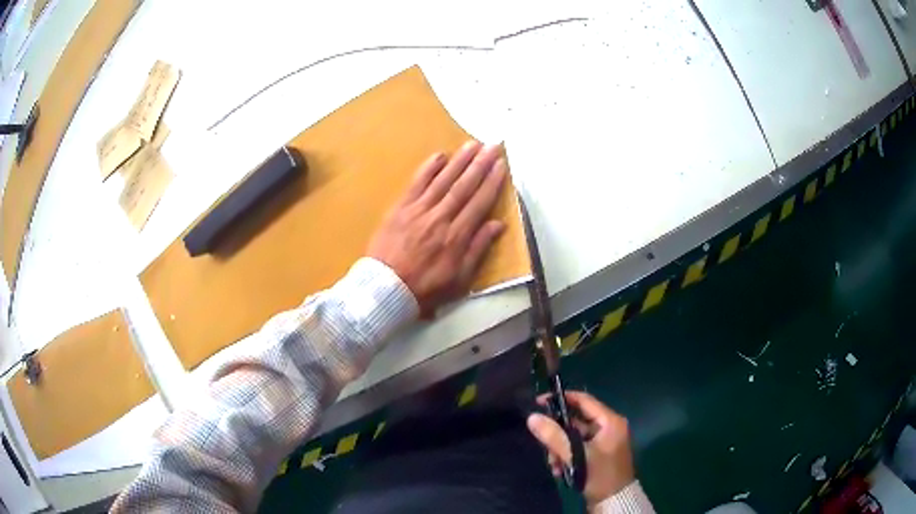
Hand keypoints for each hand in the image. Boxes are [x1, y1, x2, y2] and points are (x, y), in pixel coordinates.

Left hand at [368, 141, 507, 317]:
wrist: (385, 289)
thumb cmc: (425, 288)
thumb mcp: (459, 279)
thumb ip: (477, 249)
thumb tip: (497, 224)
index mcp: (457, 236)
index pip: (479, 203)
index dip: (492, 182)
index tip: (501, 165)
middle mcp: (440, 218)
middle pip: (464, 186)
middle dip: (480, 164)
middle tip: (492, 145)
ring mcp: (419, 210)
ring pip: (443, 181)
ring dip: (459, 161)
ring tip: (472, 144)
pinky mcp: (400, 208)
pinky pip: (416, 184)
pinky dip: (428, 169)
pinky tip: (439, 155)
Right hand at [527, 391, 635, 504]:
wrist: (613, 500)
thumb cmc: (600, 475)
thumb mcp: (577, 456)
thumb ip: (555, 437)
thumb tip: (532, 417)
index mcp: (610, 421)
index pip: (583, 400)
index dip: (561, 399)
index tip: (538, 403)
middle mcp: (608, 427)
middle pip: (576, 421)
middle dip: (558, 434)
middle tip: (544, 446)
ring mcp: (603, 440)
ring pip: (573, 436)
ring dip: (560, 448)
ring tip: (553, 464)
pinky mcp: (598, 453)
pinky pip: (577, 447)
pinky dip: (566, 455)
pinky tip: (559, 469)